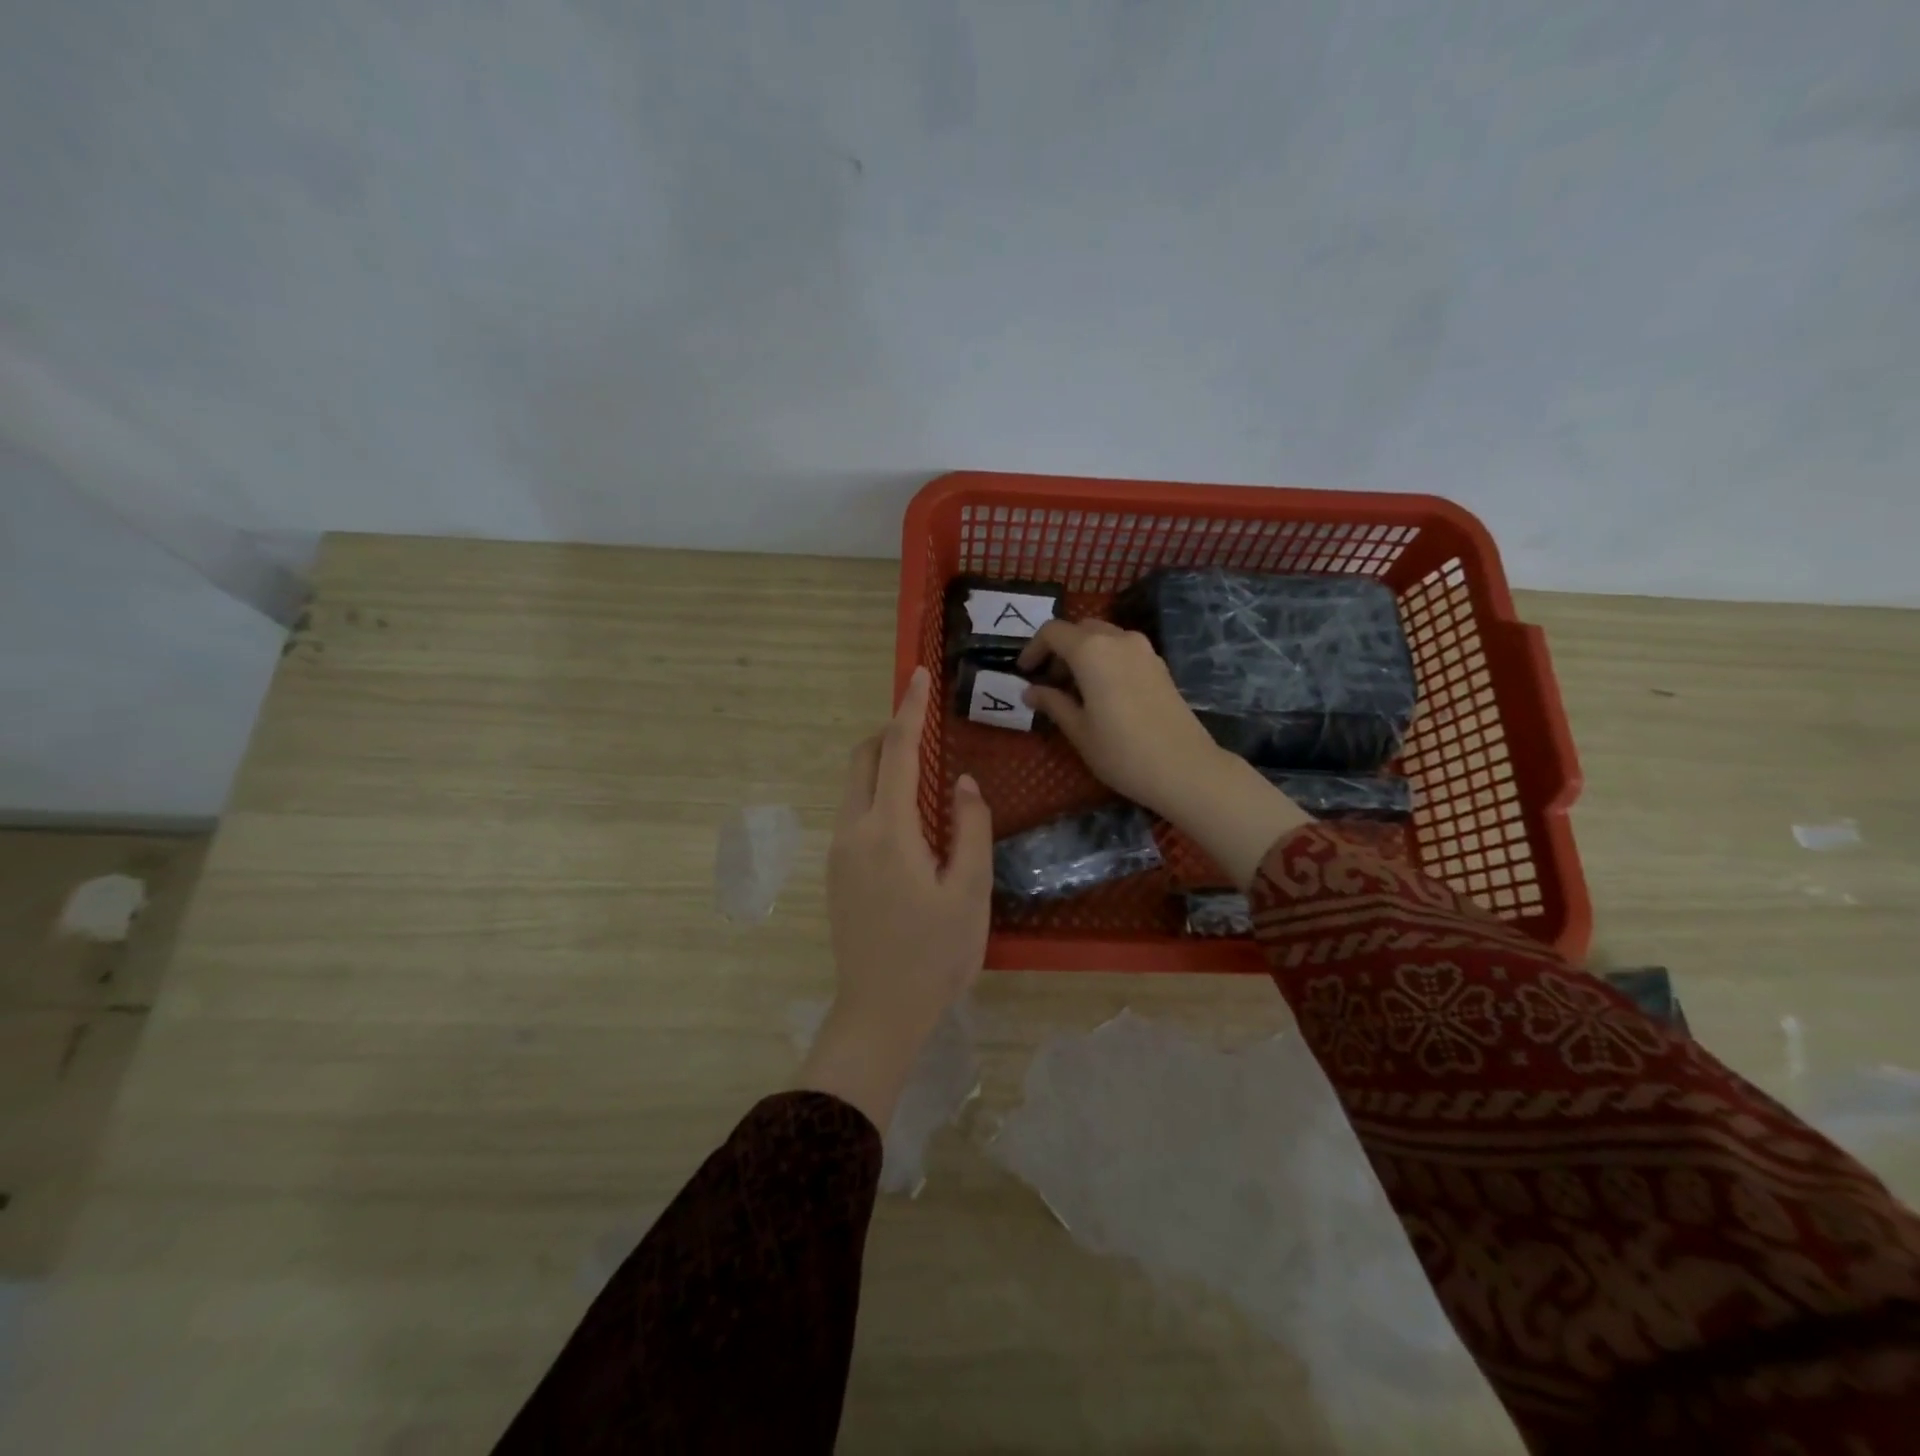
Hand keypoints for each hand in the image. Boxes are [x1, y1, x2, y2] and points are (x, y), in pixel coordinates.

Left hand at [797, 666, 993, 1129]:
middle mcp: (853, 831)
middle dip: (888, 733)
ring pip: (853, 787)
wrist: (880, 1012)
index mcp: (888, 831)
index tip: (916, 675)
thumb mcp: (970, 891)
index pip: (896, 752)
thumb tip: (962, 783)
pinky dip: (876, 795)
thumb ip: (971, 828)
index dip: (908, 710)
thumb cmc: (936, 954)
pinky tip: (907, 823)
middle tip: (924, 730)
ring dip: (881, 766)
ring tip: (923, 777)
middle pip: (861, 760)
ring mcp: (838, 852)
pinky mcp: (835, 872)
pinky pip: (853, 813)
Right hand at [1017, 620, 1226, 819]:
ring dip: (1083, 654)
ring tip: (1074, 690)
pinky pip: (1123, 650)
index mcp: (1092, 651)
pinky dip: (1105, 660)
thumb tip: (1030, 692)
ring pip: (1104, 637)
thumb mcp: (1079, 731)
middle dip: (1059, 649)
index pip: (1053, 632)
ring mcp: (1144, 650)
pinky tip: (1102, 693)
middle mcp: (1118, 640)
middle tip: (1048, 682)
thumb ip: (1053, 704)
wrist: (1185, 769)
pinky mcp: (1160, 666)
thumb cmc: (1122, 752)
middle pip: (1080, 629)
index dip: (1033, 648)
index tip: (1024, 672)